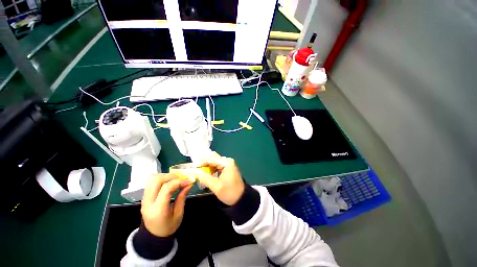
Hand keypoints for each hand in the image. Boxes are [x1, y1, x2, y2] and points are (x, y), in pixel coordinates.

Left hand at [141, 173, 192, 236]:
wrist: (153, 236)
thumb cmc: (168, 227)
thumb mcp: (179, 214)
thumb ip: (182, 198)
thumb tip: (189, 184)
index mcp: (158, 210)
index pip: (166, 189)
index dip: (179, 182)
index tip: (189, 182)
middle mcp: (148, 203)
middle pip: (156, 181)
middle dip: (171, 176)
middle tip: (181, 179)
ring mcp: (144, 199)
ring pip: (152, 180)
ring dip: (166, 176)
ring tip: (176, 180)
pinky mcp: (144, 197)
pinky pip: (151, 183)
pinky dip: (162, 179)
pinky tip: (169, 183)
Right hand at [197, 152, 244, 205]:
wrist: (241, 199)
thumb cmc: (229, 192)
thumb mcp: (216, 186)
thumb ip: (204, 178)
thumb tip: (194, 172)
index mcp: (226, 162)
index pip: (211, 159)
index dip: (201, 163)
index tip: (191, 168)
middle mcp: (227, 161)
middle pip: (212, 159)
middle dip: (204, 164)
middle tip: (195, 170)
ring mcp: (228, 164)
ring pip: (214, 162)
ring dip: (207, 167)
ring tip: (199, 173)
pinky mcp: (227, 169)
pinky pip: (217, 166)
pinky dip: (211, 169)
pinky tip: (206, 175)